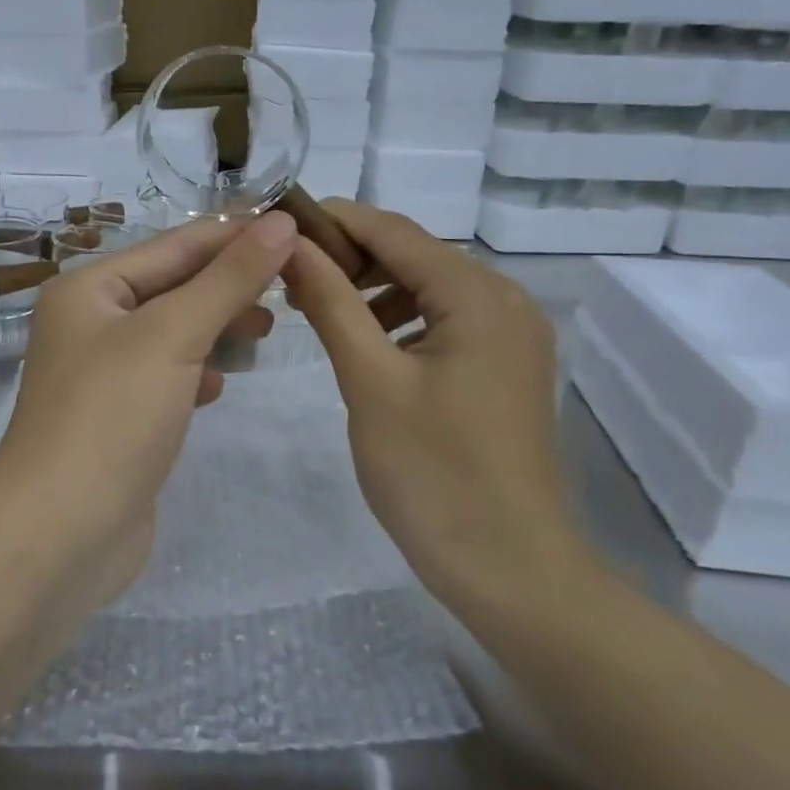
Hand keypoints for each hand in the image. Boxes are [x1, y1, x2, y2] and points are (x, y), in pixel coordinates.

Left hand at [0, 212, 296, 596]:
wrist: (60, 533)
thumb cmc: (111, 417)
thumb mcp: (173, 334)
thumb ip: (229, 278)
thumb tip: (280, 223)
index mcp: (90, 288)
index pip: (177, 244)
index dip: (238, 235)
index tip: (299, 231)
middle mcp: (92, 322)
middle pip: (175, 286)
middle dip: (231, 284)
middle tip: (293, 289)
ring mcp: (104, 373)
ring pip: (175, 332)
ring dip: (218, 327)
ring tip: (266, 332)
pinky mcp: (119, 417)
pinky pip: (168, 376)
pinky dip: (197, 372)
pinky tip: (219, 386)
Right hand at [281, 201, 593, 606]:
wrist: (511, 569)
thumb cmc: (433, 473)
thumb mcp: (370, 381)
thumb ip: (332, 303)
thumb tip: (291, 244)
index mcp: (478, 295)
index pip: (394, 231)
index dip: (333, 220)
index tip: (277, 224)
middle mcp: (506, 300)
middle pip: (415, 255)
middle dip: (351, 259)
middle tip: (289, 279)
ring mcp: (513, 336)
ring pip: (430, 289)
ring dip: (374, 291)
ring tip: (320, 312)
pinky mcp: (507, 367)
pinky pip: (447, 323)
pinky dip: (403, 322)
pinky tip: (369, 346)